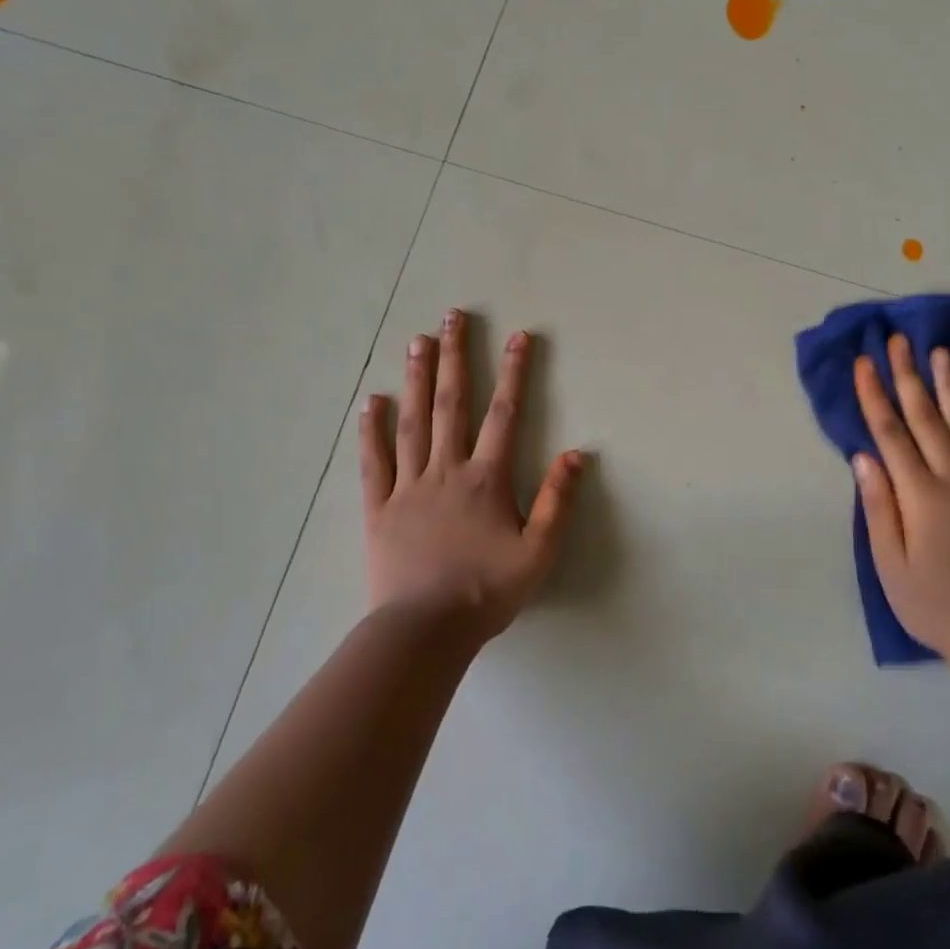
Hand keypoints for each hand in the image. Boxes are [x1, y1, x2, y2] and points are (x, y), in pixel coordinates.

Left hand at [359, 309, 585, 641]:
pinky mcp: (379, 508)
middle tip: (451, 317)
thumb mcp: (538, 552)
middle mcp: (446, 470)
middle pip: (452, 403)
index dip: (514, 372)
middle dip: (455, 357)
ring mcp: (408, 486)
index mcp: (485, 478)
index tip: (519, 336)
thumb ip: (557, 501)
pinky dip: (372, 431)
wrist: (425, 631)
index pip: (504, 413)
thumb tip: (578, 453)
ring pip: (412, 422)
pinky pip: (374, 463)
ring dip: (417, 379)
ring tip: (417, 341)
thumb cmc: (486, 592)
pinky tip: (371, 402)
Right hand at [851, 336, 949, 660]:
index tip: (864, 362)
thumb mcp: (890, 564)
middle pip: (926, 418)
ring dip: (948, 386)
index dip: (875, 395)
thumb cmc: (932, 603)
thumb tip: (863, 457)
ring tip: (940, 353)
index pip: (891, 433)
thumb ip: (878, 506)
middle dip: (909, 376)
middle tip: (899, 340)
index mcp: (919, 495)